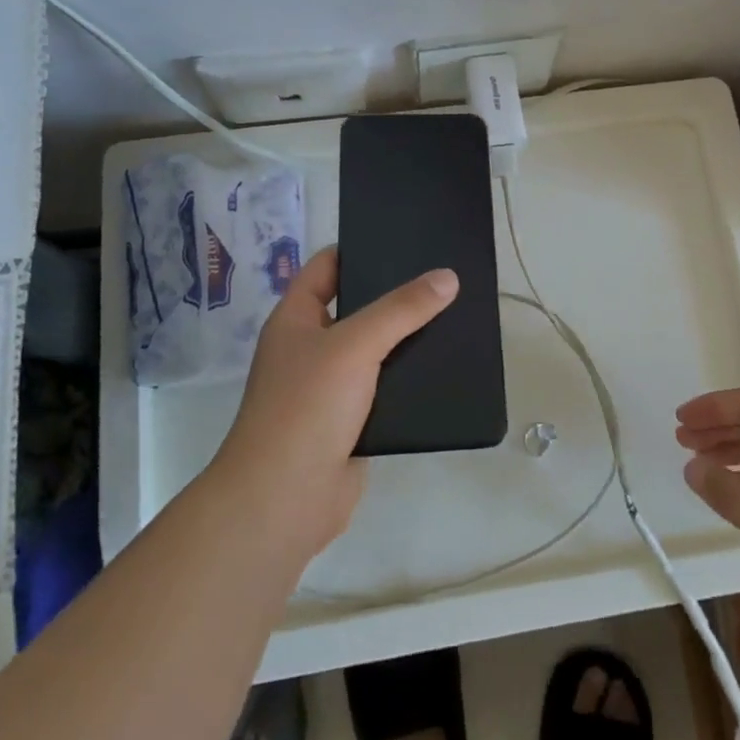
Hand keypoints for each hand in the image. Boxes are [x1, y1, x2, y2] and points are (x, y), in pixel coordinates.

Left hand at [207, 246, 457, 560]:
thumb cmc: (307, 407)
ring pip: (374, 351)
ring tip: (454, 317)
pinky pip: (384, 390)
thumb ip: (401, 309)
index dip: (359, 249)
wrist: (285, 500)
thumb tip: (447, 277)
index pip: (327, 267)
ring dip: (406, 340)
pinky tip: (444, 369)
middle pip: (356, 307)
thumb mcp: (355, 345)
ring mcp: (329, 388)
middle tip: (443, 278)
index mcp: (296, 319)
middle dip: (394, 296)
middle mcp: (310, 348)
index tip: (405, 240)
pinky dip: (408, 380)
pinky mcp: (350, 422)